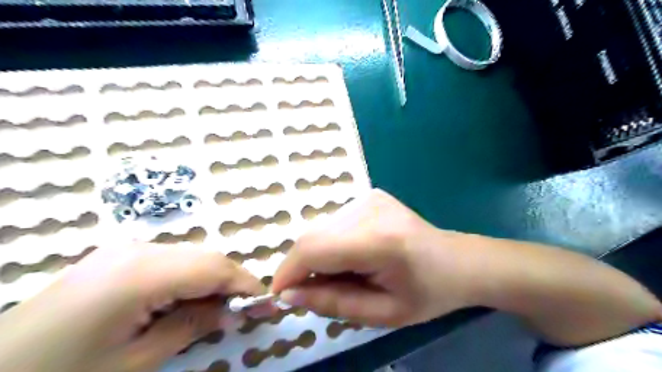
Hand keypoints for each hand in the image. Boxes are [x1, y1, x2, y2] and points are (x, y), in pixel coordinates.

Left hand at [0, 244, 264, 371]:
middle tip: (245, 310)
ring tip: (217, 310)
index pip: (213, 268)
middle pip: (205, 257)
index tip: (266, 303)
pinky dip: (188, 278)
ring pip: (190, 257)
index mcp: (141, 273)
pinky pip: (170, 261)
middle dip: (231, 282)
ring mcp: (125, 249)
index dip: (245, 283)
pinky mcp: (117, 256)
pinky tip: (185, 301)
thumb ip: (191, 327)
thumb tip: (231, 312)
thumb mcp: (136, 362)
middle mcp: (138, 249)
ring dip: (210, 280)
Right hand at [271, 191, 478, 326]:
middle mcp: (369, 209)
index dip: (288, 272)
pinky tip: (354, 256)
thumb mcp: (383, 314)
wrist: (458, 260)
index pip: (314, 249)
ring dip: (319, 256)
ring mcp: (369, 197)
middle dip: (303, 267)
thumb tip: (289, 294)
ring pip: (320, 229)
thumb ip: (333, 303)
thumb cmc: (427, 293)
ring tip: (345, 274)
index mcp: (378, 240)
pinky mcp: (369, 195)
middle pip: (312, 236)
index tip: (281, 295)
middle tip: (318, 291)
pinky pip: (334, 223)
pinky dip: (332, 243)